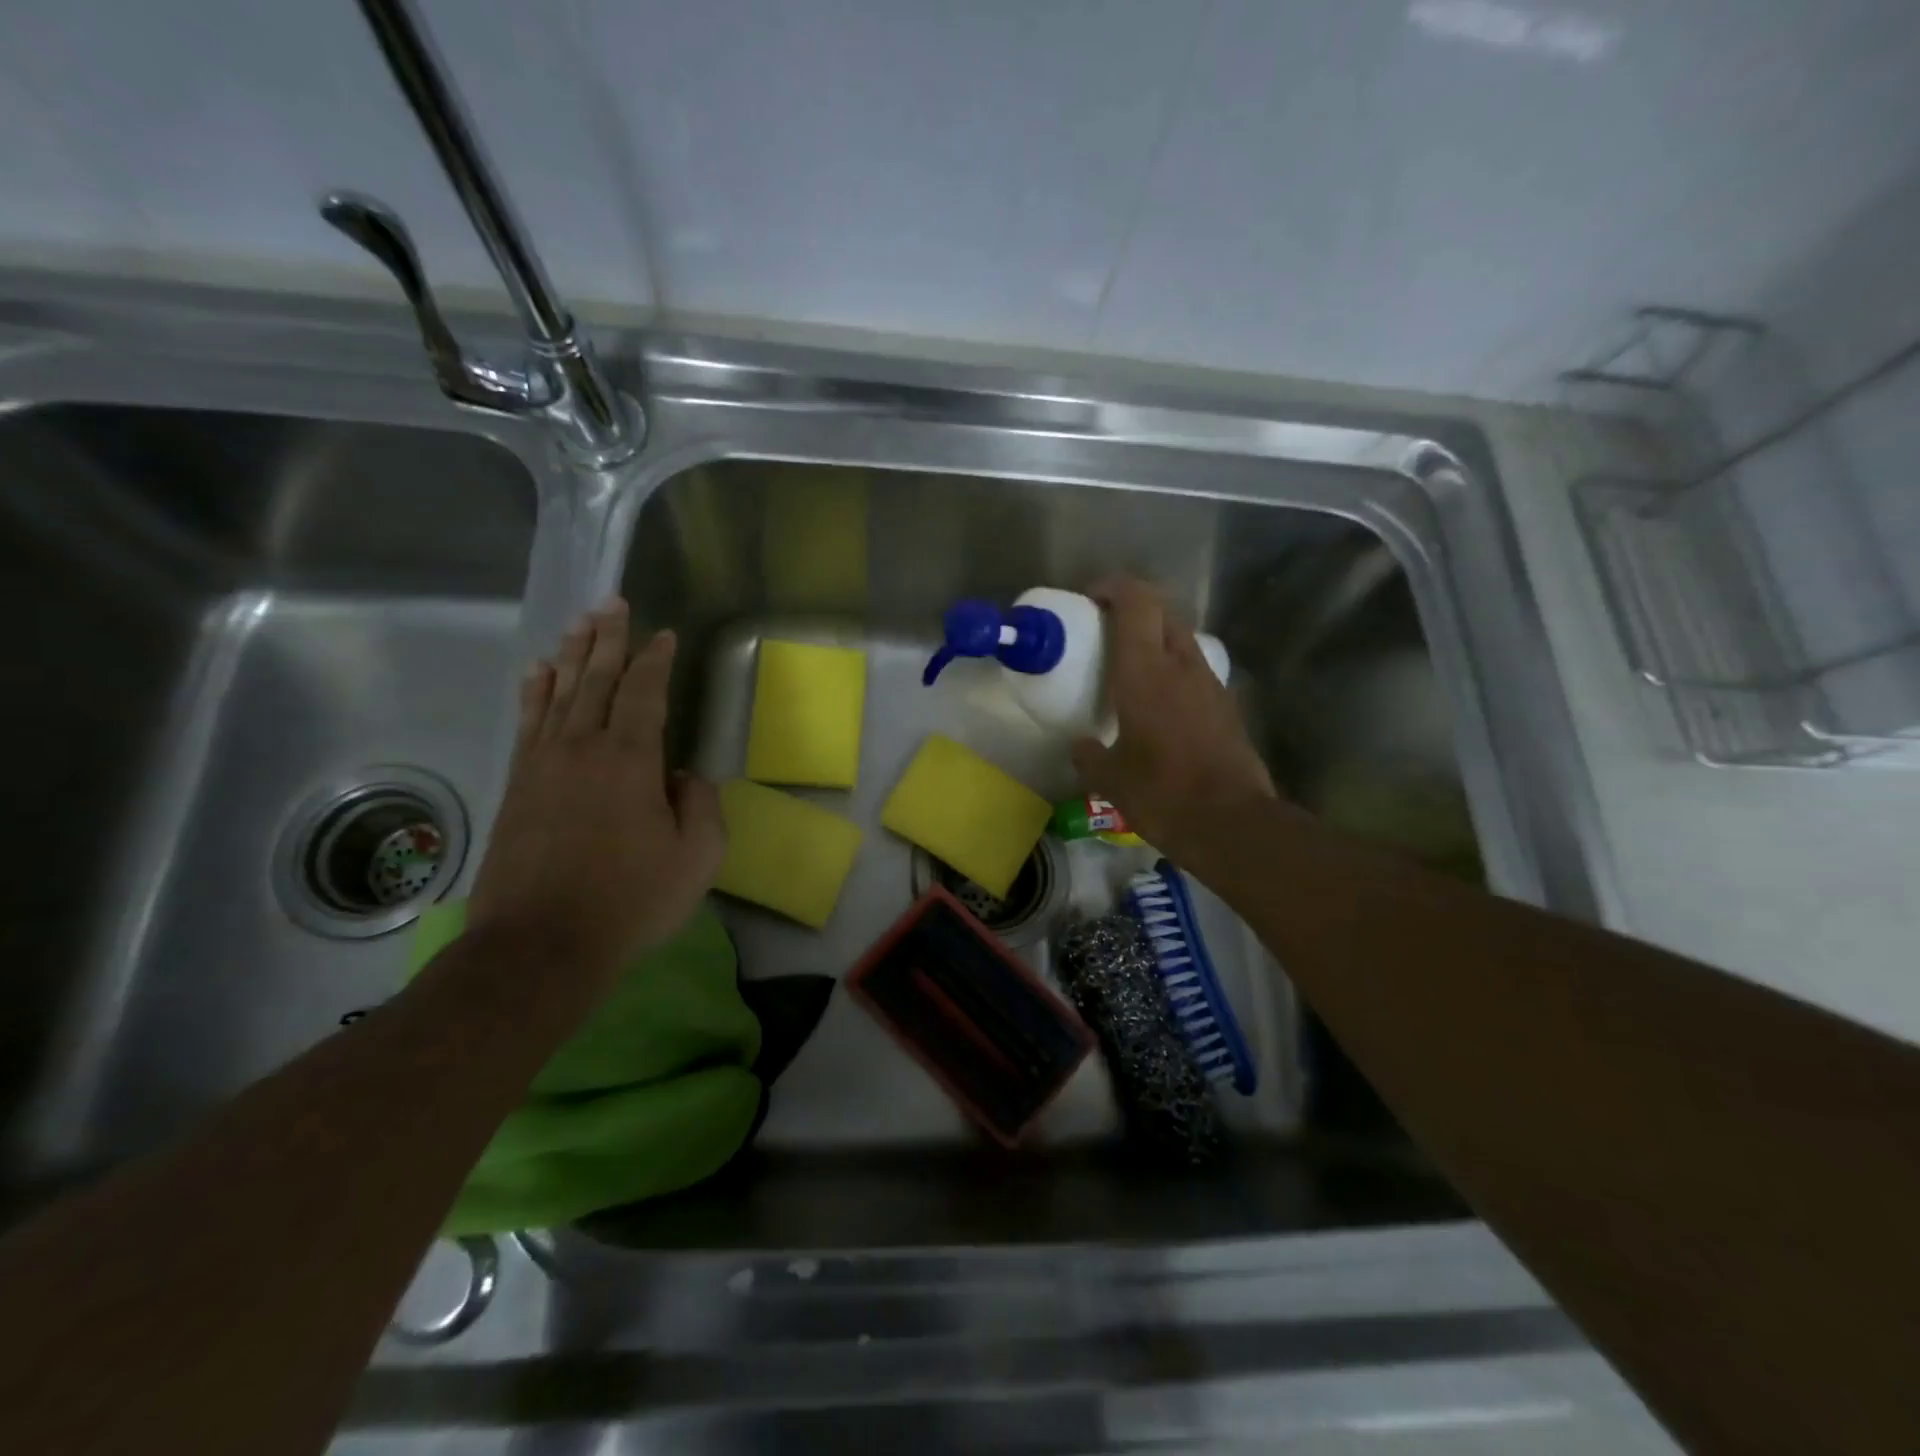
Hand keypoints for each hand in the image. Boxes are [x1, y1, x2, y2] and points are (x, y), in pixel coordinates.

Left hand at [467, 600, 723, 990]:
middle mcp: (582, 748)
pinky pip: (527, 722)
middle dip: (607, 638)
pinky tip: (537, 675)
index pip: (643, 693)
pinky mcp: (517, 786)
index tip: (663, 634)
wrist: (541, 945)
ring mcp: (542, 765)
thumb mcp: (697, 858)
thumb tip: (685, 776)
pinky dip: (534, 693)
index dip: (654, 660)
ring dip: (570, 655)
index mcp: (630, 760)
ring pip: (558, 693)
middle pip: (594, 679)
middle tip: (612, 603)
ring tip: (578, 624)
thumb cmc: (631, 900)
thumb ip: (702, 807)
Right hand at [1071, 578, 1277, 856]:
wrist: (1232, 823)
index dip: (1113, 587)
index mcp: (1145, 672)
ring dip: (1156, 635)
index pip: (1135, 603)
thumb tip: (1080, 746)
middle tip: (1106, 626)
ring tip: (1130, 662)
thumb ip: (1089, 756)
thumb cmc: (1162, 794)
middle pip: (1162, 611)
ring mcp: (1210, 683)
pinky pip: (1194, 668)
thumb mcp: (1111, 780)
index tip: (1091, 597)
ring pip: (1182, 638)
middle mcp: (1181, 666)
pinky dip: (1173, 666)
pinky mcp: (1226, 705)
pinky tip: (1159, 699)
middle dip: (1134, 606)